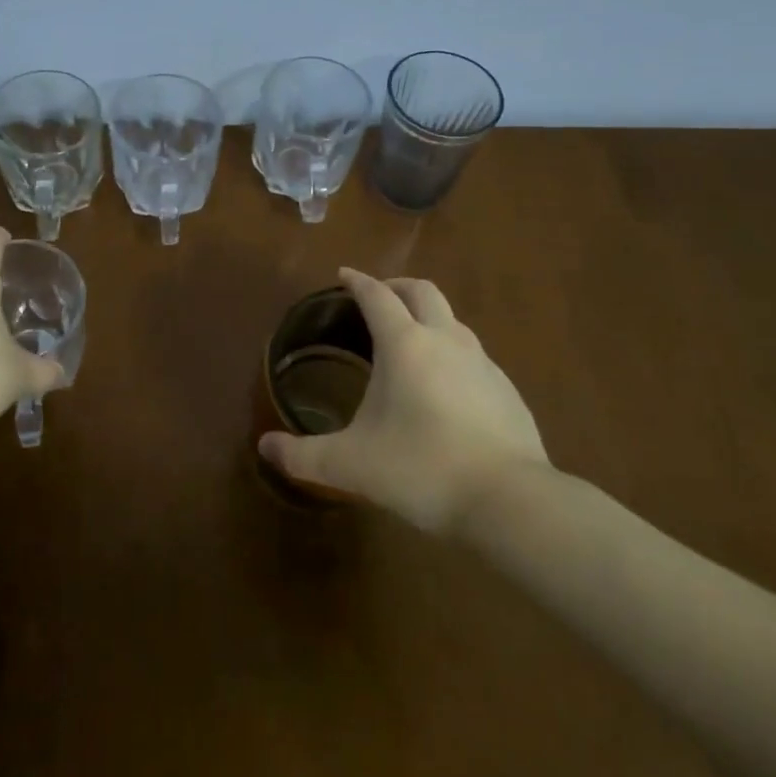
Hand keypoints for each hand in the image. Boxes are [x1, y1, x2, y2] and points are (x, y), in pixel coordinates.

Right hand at [258, 267, 551, 532]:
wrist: (510, 502)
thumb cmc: (421, 470)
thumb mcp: (351, 465)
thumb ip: (303, 456)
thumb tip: (265, 447)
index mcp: (405, 344)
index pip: (377, 296)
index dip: (357, 281)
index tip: (344, 275)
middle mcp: (446, 340)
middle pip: (422, 291)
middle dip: (397, 286)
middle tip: (378, 298)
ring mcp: (483, 363)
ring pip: (452, 320)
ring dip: (428, 317)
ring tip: (410, 341)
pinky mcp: (507, 390)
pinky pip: (474, 355)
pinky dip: (452, 352)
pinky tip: (446, 387)